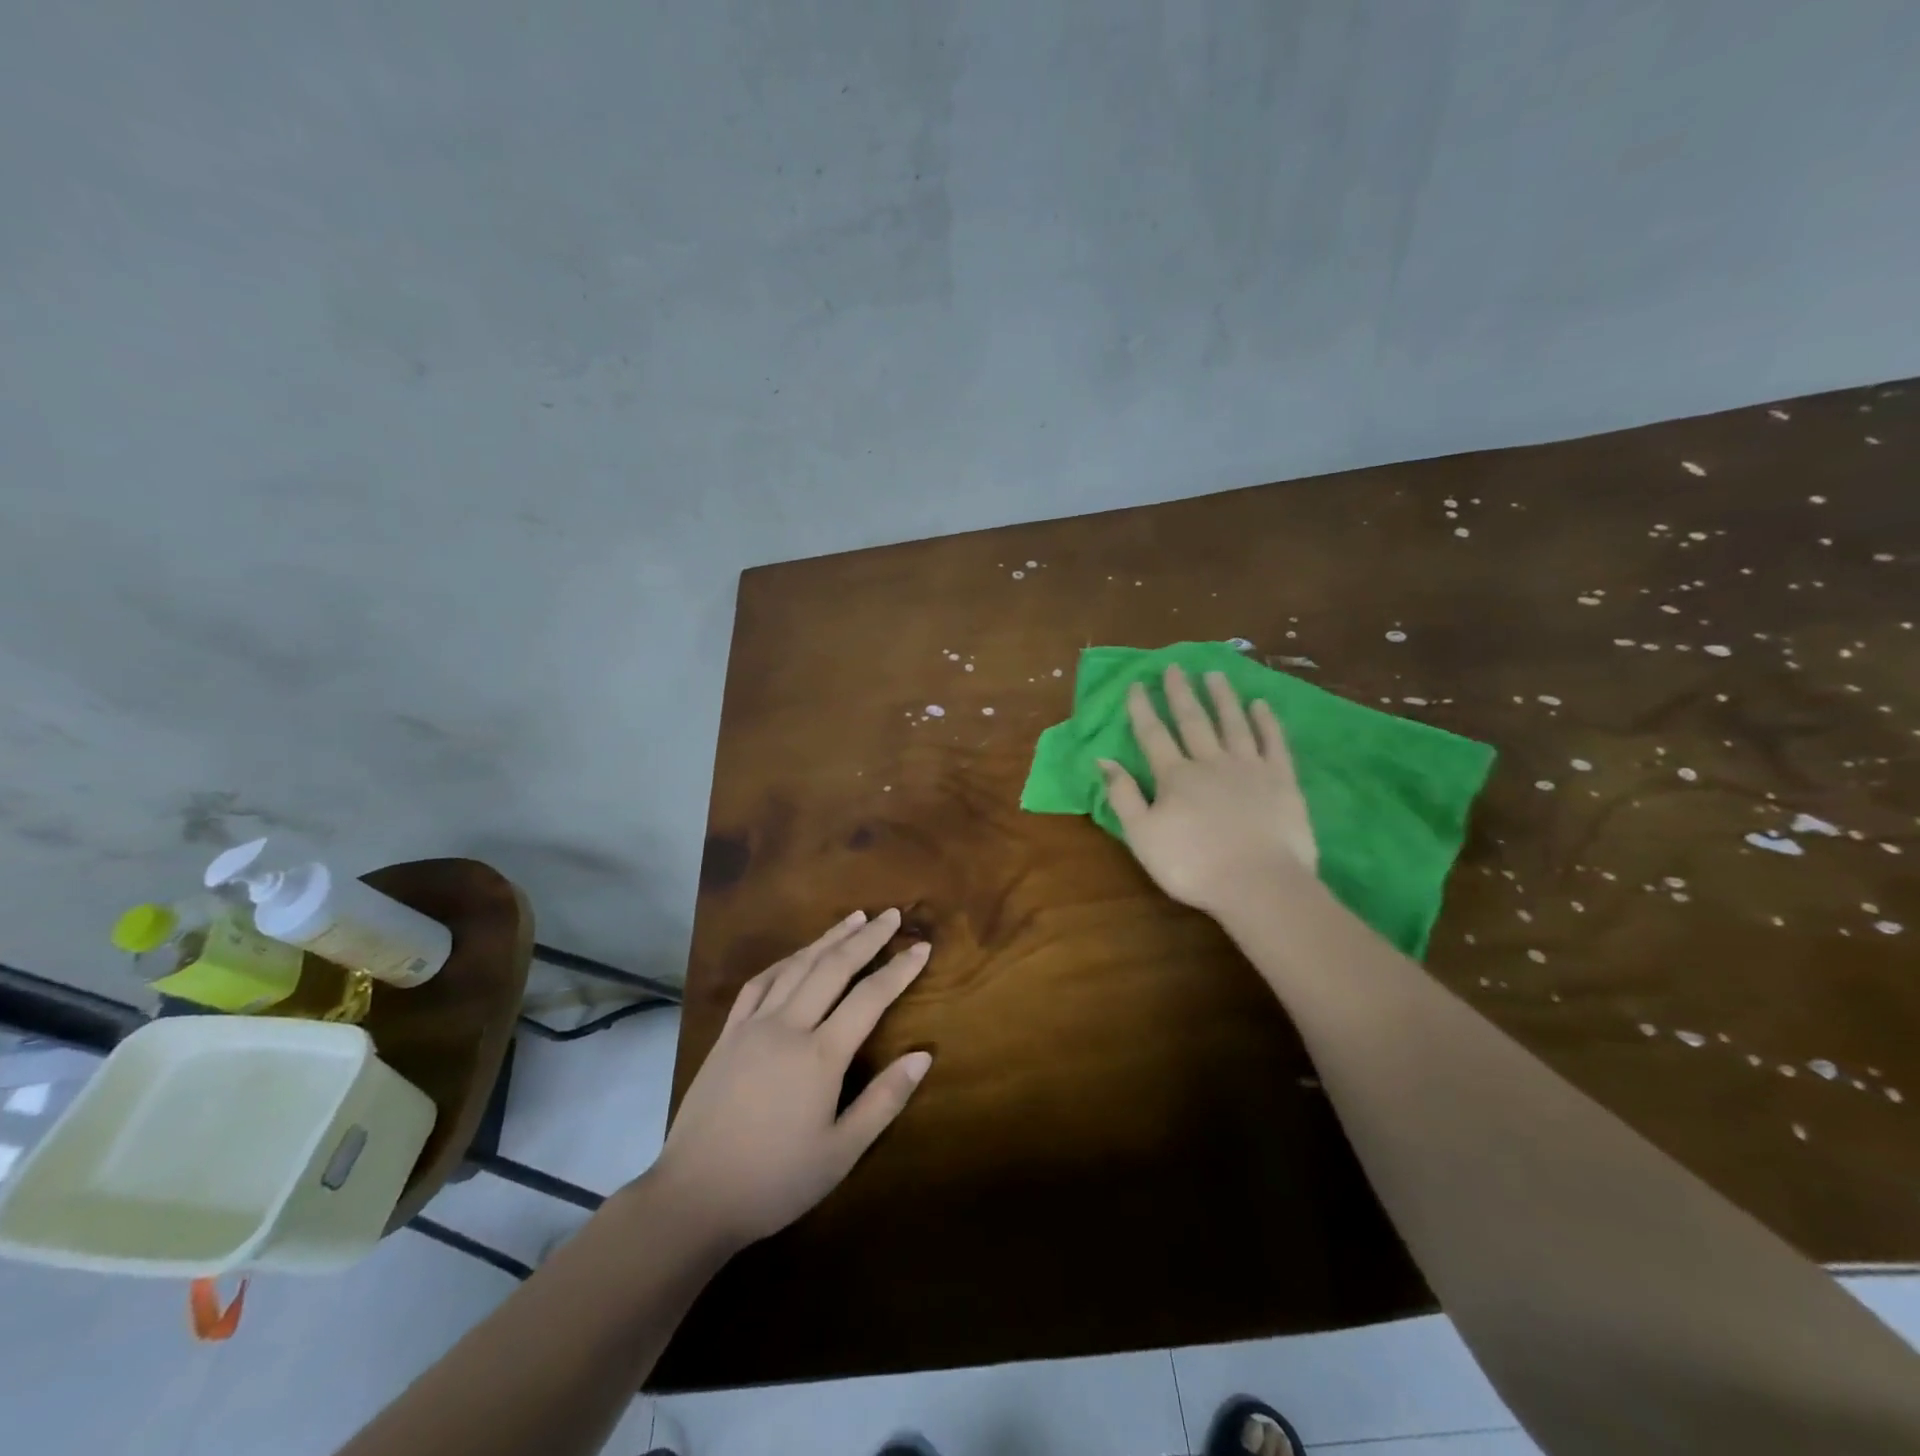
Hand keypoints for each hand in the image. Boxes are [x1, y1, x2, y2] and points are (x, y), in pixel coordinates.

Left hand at [650, 908, 931, 1250]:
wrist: (693, 1197)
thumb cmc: (775, 1181)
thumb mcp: (841, 1153)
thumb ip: (884, 1100)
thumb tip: (923, 1055)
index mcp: (820, 1056)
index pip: (870, 997)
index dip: (899, 969)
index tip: (921, 946)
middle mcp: (788, 1027)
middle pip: (833, 967)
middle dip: (867, 938)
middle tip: (892, 914)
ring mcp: (753, 1025)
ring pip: (797, 966)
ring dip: (828, 938)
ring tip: (854, 918)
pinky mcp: (728, 1033)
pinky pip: (759, 983)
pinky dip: (785, 961)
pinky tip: (798, 954)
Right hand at [1101, 665, 1318, 914]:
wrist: (1259, 883)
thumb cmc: (1192, 865)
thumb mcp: (1142, 836)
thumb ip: (1122, 796)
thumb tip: (1103, 759)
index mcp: (1174, 776)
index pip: (1153, 734)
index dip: (1142, 707)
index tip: (1137, 683)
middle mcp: (1210, 761)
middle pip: (1193, 720)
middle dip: (1180, 692)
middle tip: (1174, 667)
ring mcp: (1249, 767)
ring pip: (1233, 723)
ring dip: (1222, 697)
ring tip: (1215, 674)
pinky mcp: (1282, 780)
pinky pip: (1273, 742)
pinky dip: (1266, 722)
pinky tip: (1261, 705)